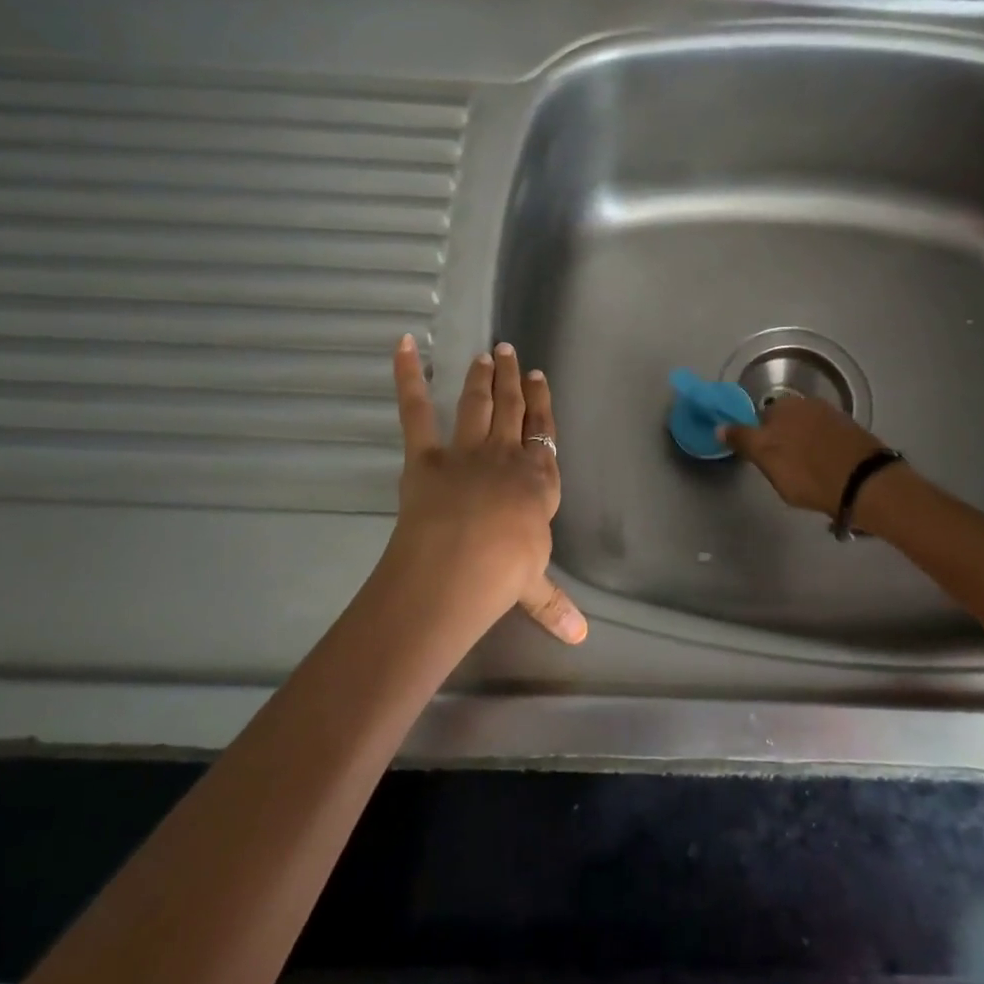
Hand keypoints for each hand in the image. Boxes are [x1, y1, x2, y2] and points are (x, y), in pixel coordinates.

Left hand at [388, 335, 586, 644]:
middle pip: (513, 409)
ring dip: (481, 377)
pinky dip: (407, 376)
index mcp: (538, 481)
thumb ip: (554, 605)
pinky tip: (403, 345)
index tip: (540, 378)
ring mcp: (467, 452)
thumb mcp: (534, 587)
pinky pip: (416, 411)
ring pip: (478, 404)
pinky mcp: (426, 455)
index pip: (544, 434)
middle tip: (509, 351)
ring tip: (483, 355)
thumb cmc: (505, 574)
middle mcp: (507, 457)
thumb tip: (580, 638)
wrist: (460, 566)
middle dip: (513, 379)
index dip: (542, 404)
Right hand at [720, 394, 890, 517]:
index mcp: (782, 407)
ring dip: (803, 444)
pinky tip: (826, 466)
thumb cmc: (807, 474)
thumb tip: (719, 427)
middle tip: (785, 469)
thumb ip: (743, 441)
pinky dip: (822, 449)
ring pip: (806, 430)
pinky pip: (826, 438)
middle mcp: (806, 404)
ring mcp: (831, 416)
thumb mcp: (767, 461)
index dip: (759, 442)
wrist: (865, 482)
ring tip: (808, 470)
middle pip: (784, 423)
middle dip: (782, 440)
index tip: (764, 462)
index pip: (759, 421)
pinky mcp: (851, 430)